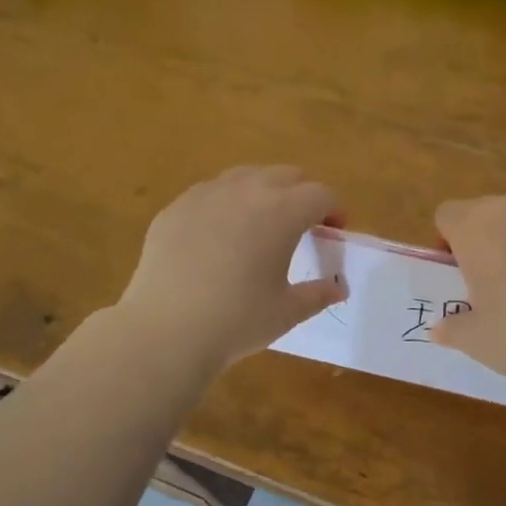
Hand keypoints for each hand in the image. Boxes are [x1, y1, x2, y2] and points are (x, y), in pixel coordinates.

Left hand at [118, 165, 346, 369]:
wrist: (166, 330)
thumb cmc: (238, 321)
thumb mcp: (287, 312)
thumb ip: (318, 294)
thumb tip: (339, 289)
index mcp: (282, 212)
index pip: (320, 194)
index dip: (334, 209)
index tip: (333, 230)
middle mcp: (245, 191)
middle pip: (285, 175)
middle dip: (300, 194)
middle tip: (301, 225)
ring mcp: (205, 195)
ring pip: (245, 176)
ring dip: (262, 192)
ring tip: (259, 224)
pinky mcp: (174, 208)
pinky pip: (209, 193)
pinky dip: (225, 204)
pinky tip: (219, 236)